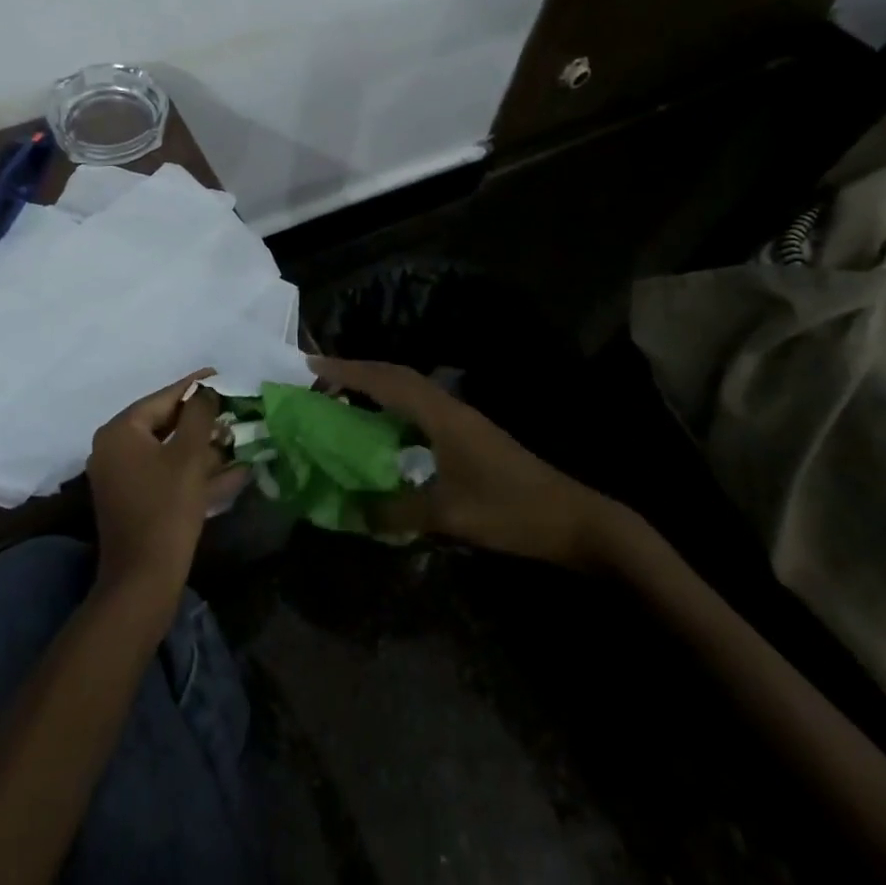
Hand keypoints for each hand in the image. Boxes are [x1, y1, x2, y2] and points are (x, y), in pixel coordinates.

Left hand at [86, 370, 244, 622]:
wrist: (143, 582)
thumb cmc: (165, 509)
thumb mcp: (188, 456)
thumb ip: (199, 415)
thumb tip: (206, 392)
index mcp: (120, 431)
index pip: (163, 398)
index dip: (194, 387)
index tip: (220, 375)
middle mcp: (114, 449)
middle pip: (165, 423)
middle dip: (202, 420)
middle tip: (233, 411)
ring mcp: (123, 477)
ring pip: (170, 451)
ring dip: (203, 448)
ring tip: (237, 439)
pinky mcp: (135, 501)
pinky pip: (168, 475)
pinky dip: (195, 473)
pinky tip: (233, 473)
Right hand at [309, 356, 625, 568]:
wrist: (574, 519)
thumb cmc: (511, 511)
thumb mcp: (450, 516)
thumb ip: (398, 512)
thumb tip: (353, 512)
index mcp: (440, 415)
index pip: (385, 381)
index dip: (347, 371)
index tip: (310, 366)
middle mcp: (448, 407)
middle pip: (395, 375)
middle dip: (355, 372)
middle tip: (318, 380)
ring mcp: (461, 418)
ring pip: (408, 388)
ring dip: (375, 385)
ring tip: (341, 398)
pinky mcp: (468, 433)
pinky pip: (419, 406)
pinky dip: (393, 405)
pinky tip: (383, 429)